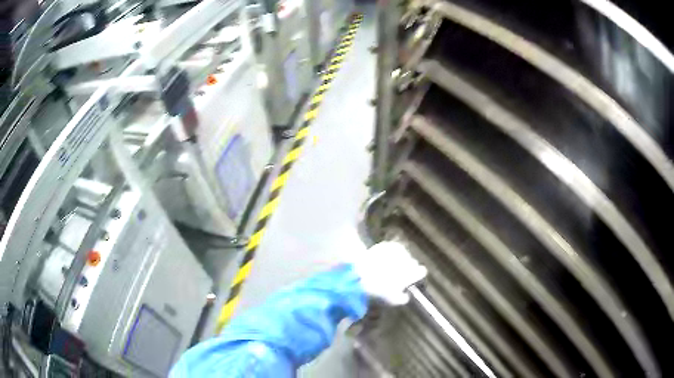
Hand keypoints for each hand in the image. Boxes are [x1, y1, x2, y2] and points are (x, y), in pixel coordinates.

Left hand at [352, 241, 427, 305]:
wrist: (359, 278)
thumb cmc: (378, 292)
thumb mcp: (393, 301)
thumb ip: (403, 298)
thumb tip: (406, 294)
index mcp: (411, 273)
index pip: (422, 271)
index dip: (417, 275)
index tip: (413, 278)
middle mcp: (407, 260)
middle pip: (412, 262)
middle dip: (408, 267)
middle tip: (399, 273)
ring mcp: (395, 251)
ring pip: (403, 253)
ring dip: (400, 258)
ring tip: (391, 264)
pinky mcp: (385, 245)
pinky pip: (392, 247)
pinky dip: (390, 252)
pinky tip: (385, 257)